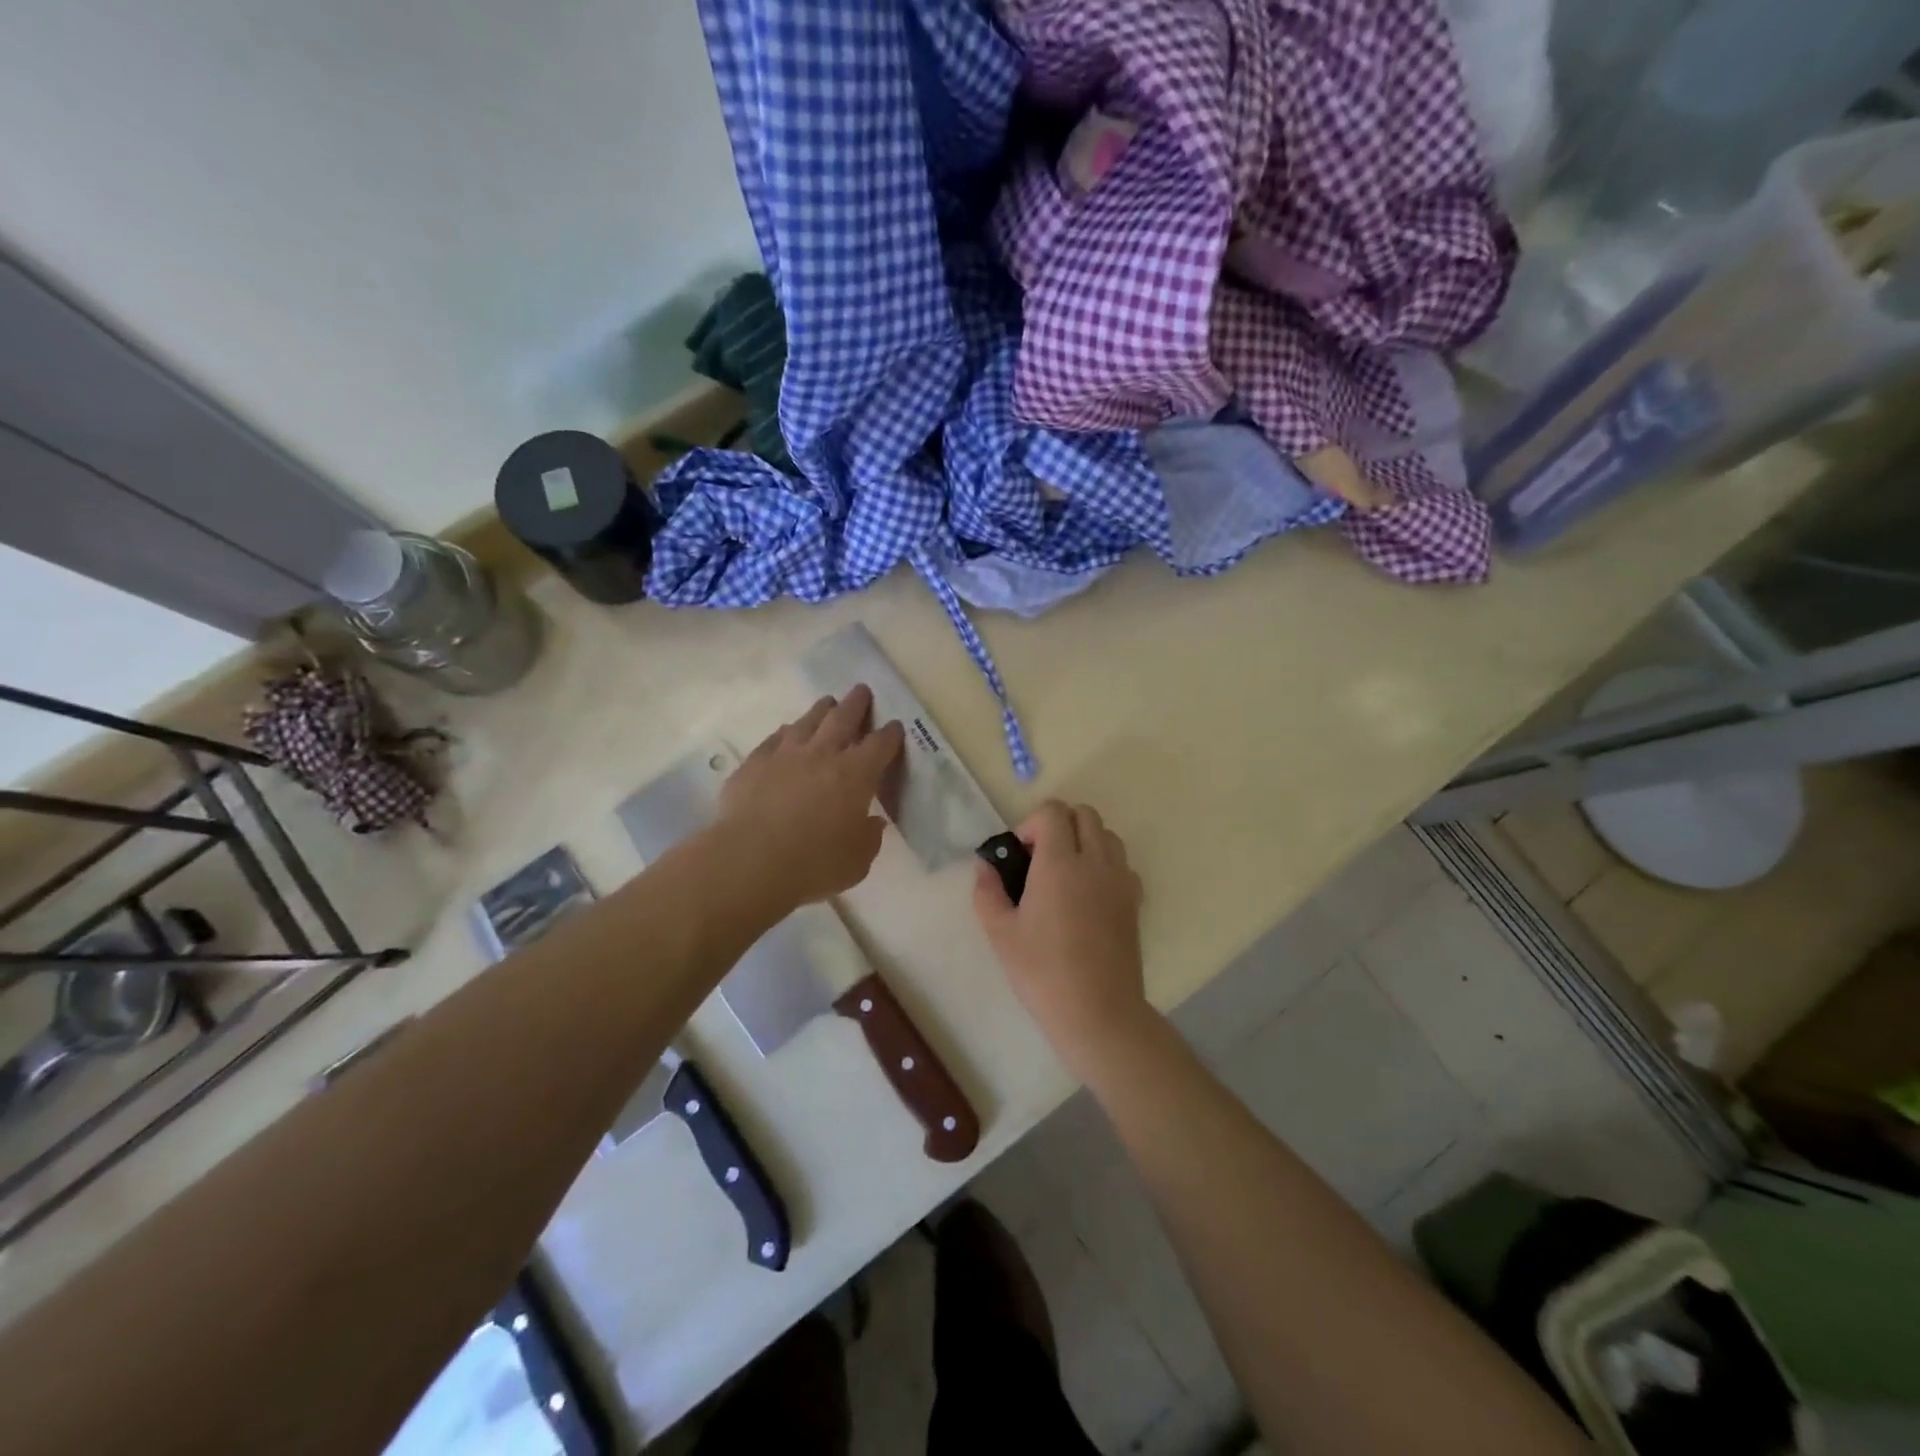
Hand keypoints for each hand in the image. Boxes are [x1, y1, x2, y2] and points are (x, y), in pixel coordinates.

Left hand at [716, 685, 904, 910]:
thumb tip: (872, 823)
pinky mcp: (754, 763)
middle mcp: (823, 754)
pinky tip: (786, 733)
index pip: (880, 744)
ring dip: (821, 710)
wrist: (750, 860)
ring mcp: (785, 754)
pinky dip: (786, 733)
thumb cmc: (814, 863)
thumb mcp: (857, 861)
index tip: (894, 726)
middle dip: (857, 703)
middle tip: (862, 690)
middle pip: (844, 717)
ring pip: (808, 721)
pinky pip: (774, 738)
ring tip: (828, 703)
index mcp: (856, 774)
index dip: (890, 734)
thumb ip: (869, 838)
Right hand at [973, 800, 1148, 1069]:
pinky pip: (1122, 864)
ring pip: (1107, 835)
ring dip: (1085, 840)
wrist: (1098, 1011)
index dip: (1031, 824)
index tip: (1021, 855)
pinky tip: (1089, 896)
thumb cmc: (1043, 972)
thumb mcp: (1000, 933)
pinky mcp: (1135, 900)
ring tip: (1066, 875)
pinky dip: (1106, 865)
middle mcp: (1095, 862)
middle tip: (1040, 860)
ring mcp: (1120, 880)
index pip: (1053, 812)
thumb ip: (987, 892)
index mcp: (1059, 863)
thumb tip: (985, 867)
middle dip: (1059, 825)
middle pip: (1084, 813)